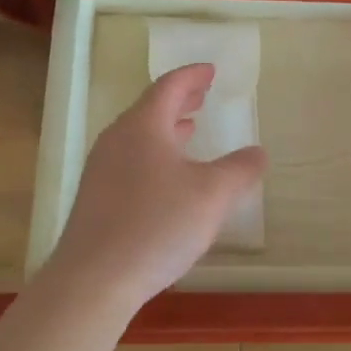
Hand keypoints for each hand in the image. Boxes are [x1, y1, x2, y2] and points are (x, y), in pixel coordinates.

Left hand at [45, 63, 267, 311]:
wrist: (93, 280)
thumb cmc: (156, 225)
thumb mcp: (212, 195)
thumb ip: (239, 170)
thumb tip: (258, 152)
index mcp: (143, 126)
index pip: (169, 87)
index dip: (192, 76)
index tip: (211, 71)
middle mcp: (117, 140)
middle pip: (150, 108)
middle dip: (180, 99)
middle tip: (203, 94)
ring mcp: (101, 170)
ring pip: (139, 135)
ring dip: (166, 128)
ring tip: (189, 129)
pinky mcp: (96, 198)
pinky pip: (130, 159)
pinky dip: (154, 153)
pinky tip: (167, 177)